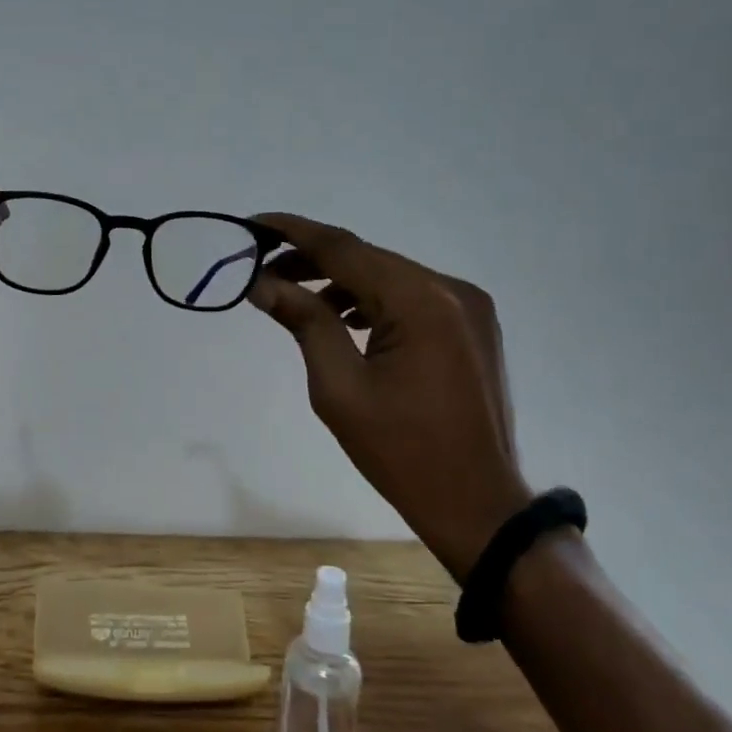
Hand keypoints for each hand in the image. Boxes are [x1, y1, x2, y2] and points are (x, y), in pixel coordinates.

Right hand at [249, 213, 532, 580]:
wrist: (479, 507)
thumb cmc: (401, 452)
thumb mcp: (339, 388)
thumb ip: (304, 322)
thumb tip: (262, 283)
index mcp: (420, 301)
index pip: (343, 248)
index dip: (293, 232)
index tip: (252, 224)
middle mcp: (451, 289)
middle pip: (366, 258)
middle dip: (310, 258)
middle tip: (260, 269)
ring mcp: (468, 307)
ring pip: (388, 276)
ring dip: (339, 281)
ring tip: (292, 297)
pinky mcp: (471, 326)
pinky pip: (410, 297)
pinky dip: (371, 300)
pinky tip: (341, 318)